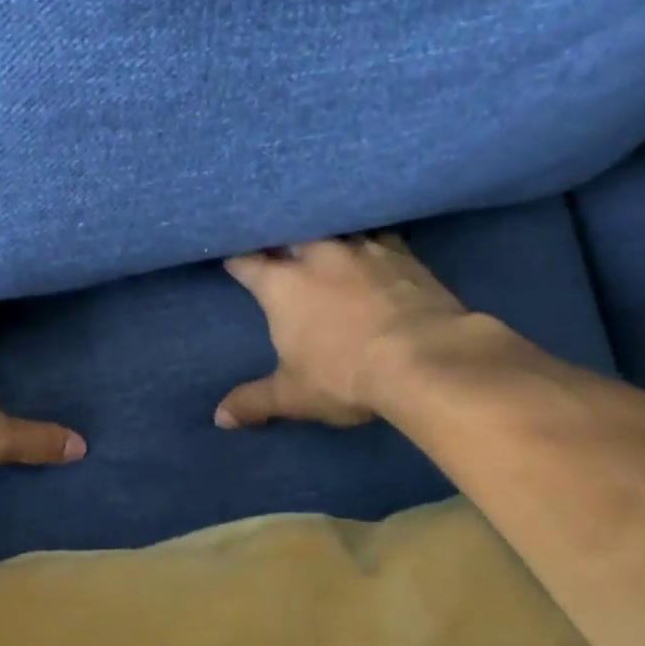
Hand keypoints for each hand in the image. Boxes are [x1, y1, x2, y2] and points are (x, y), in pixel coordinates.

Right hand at [216, 235, 472, 428]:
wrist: (424, 359)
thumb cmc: (345, 376)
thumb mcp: (293, 395)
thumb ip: (254, 401)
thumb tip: (220, 417)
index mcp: (282, 285)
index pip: (247, 263)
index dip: (237, 260)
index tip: (232, 258)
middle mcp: (317, 255)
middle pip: (289, 234)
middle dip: (281, 239)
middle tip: (280, 247)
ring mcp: (361, 249)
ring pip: (335, 228)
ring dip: (327, 236)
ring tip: (327, 242)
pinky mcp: (402, 253)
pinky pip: (379, 236)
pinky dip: (372, 242)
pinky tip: (376, 248)